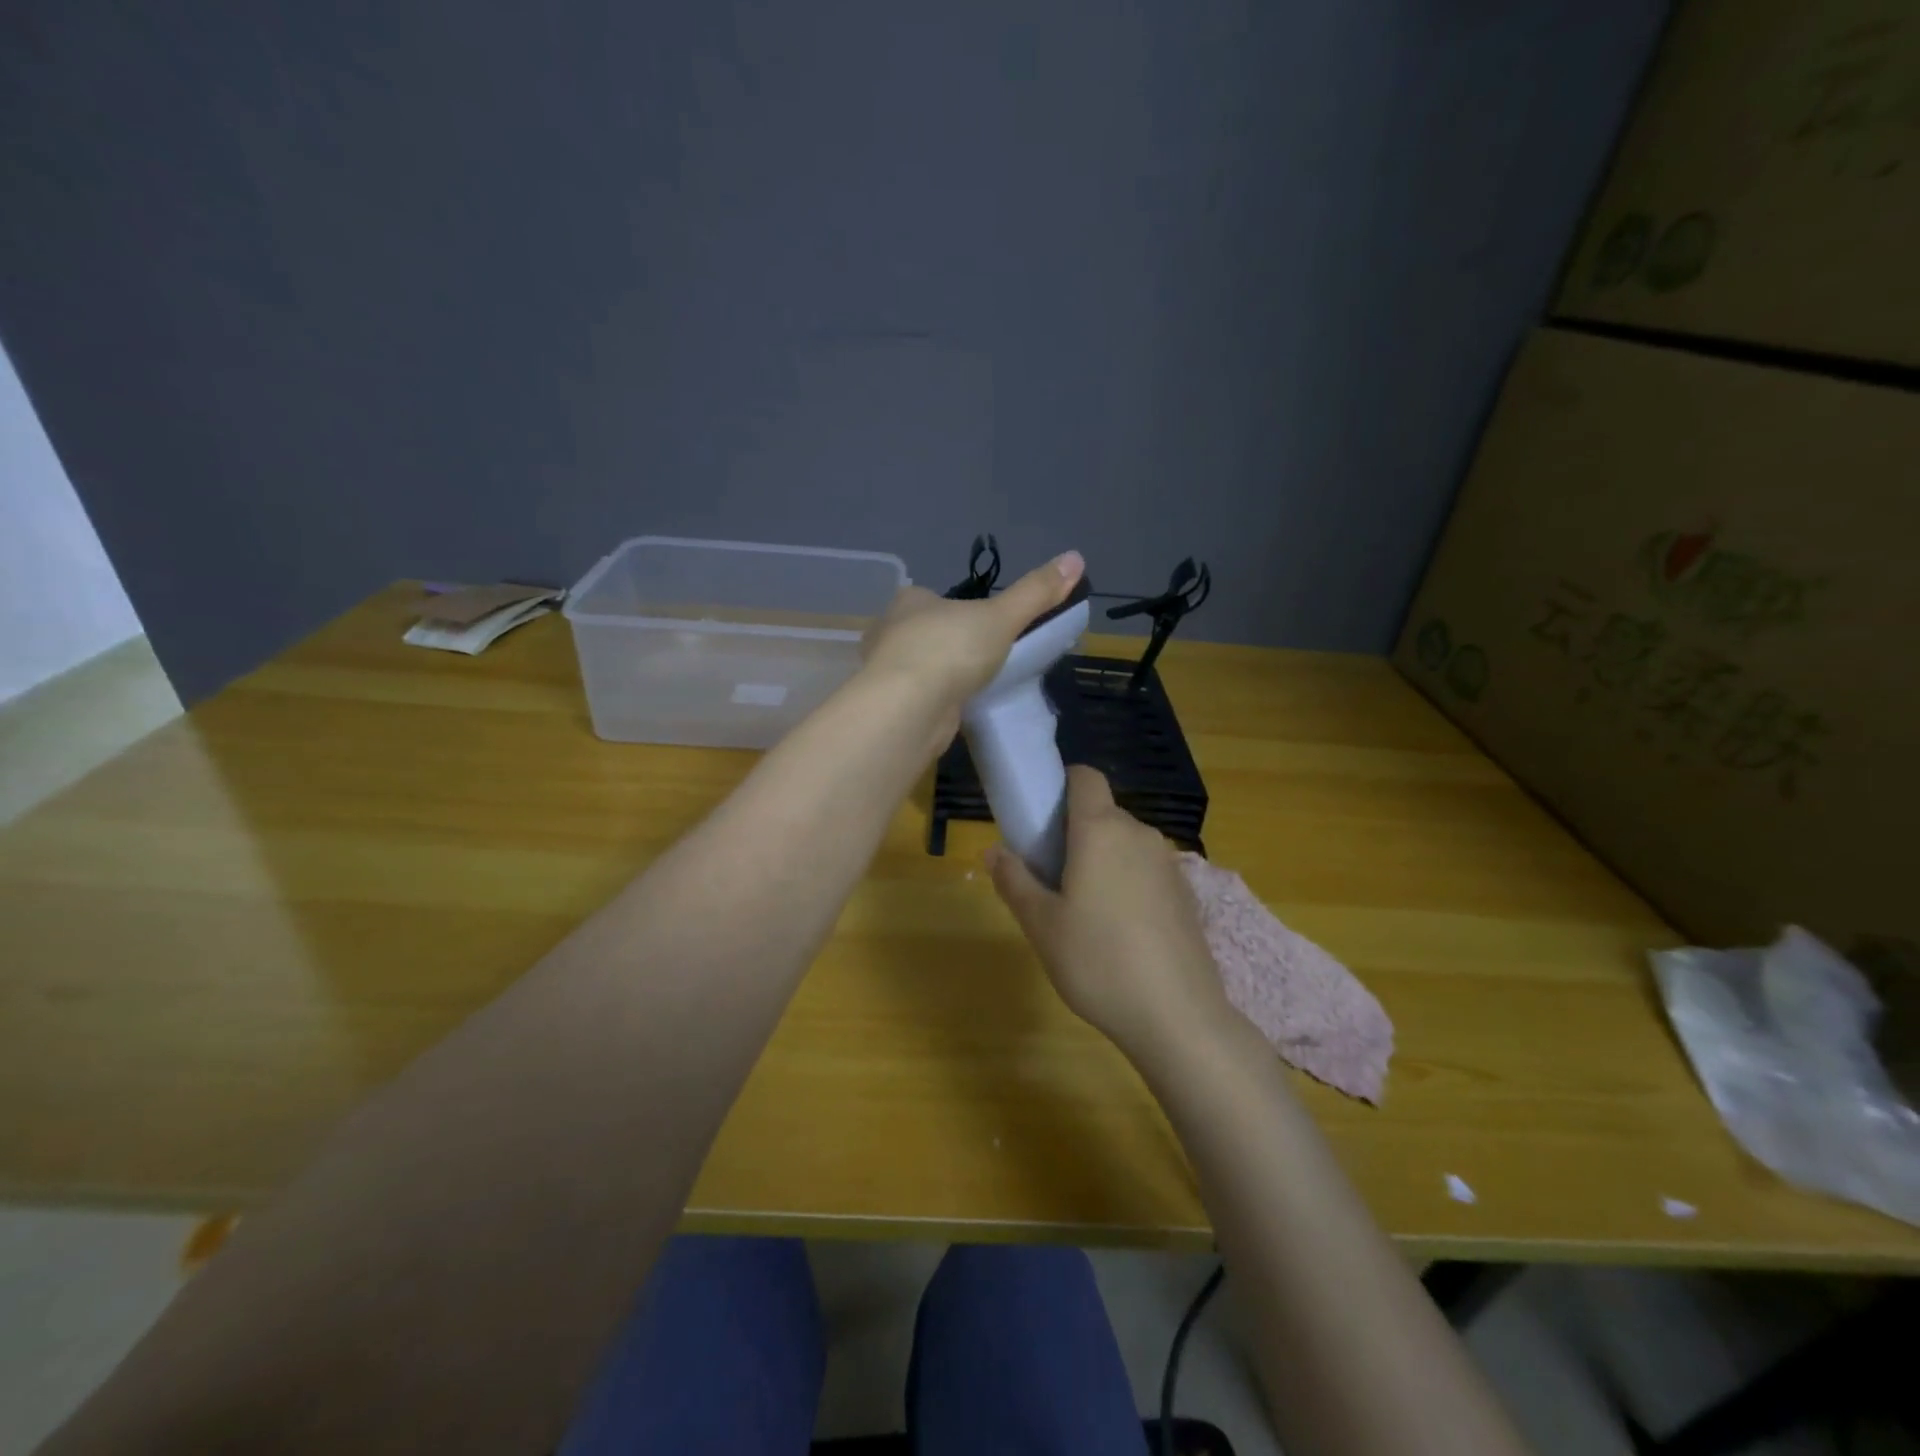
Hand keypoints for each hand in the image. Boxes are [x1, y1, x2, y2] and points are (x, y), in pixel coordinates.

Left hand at [860, 551, 1084, 732]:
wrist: (908, 709)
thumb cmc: (949, 650)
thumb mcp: (1001, 618)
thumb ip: (1035, 593)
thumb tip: (1076, 557)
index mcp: (909, 601)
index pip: (931, 598)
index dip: (956, 609)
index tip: (982, 627)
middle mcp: (889, 631)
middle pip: (922, 632)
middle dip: (946, 644)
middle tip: (980, 659)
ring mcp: (884, 671)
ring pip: (916, 666)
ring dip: (937, 675)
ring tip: (970, 686)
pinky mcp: (889, 705)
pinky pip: (915, 696)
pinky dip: (932, 701)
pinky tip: (951, 710)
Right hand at [988, 766, 1235, 1062]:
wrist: (1177, 1016)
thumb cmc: (1098, 961)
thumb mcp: (1041, 925)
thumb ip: (1014, 880)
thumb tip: (993, 851)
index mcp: (1101, 830)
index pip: (1085, 777)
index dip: (1061, 784)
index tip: (1040, 817)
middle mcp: (1139, 835)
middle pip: (1102, 813)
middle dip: (1074, 832)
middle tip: (1049, 875)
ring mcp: (1169, 864)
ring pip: (1125, 843)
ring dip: (1101, 858)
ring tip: (1082, 908)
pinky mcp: (1186, 894)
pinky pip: (1146, 869)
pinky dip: (1127, 881)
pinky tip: (1119, 930)